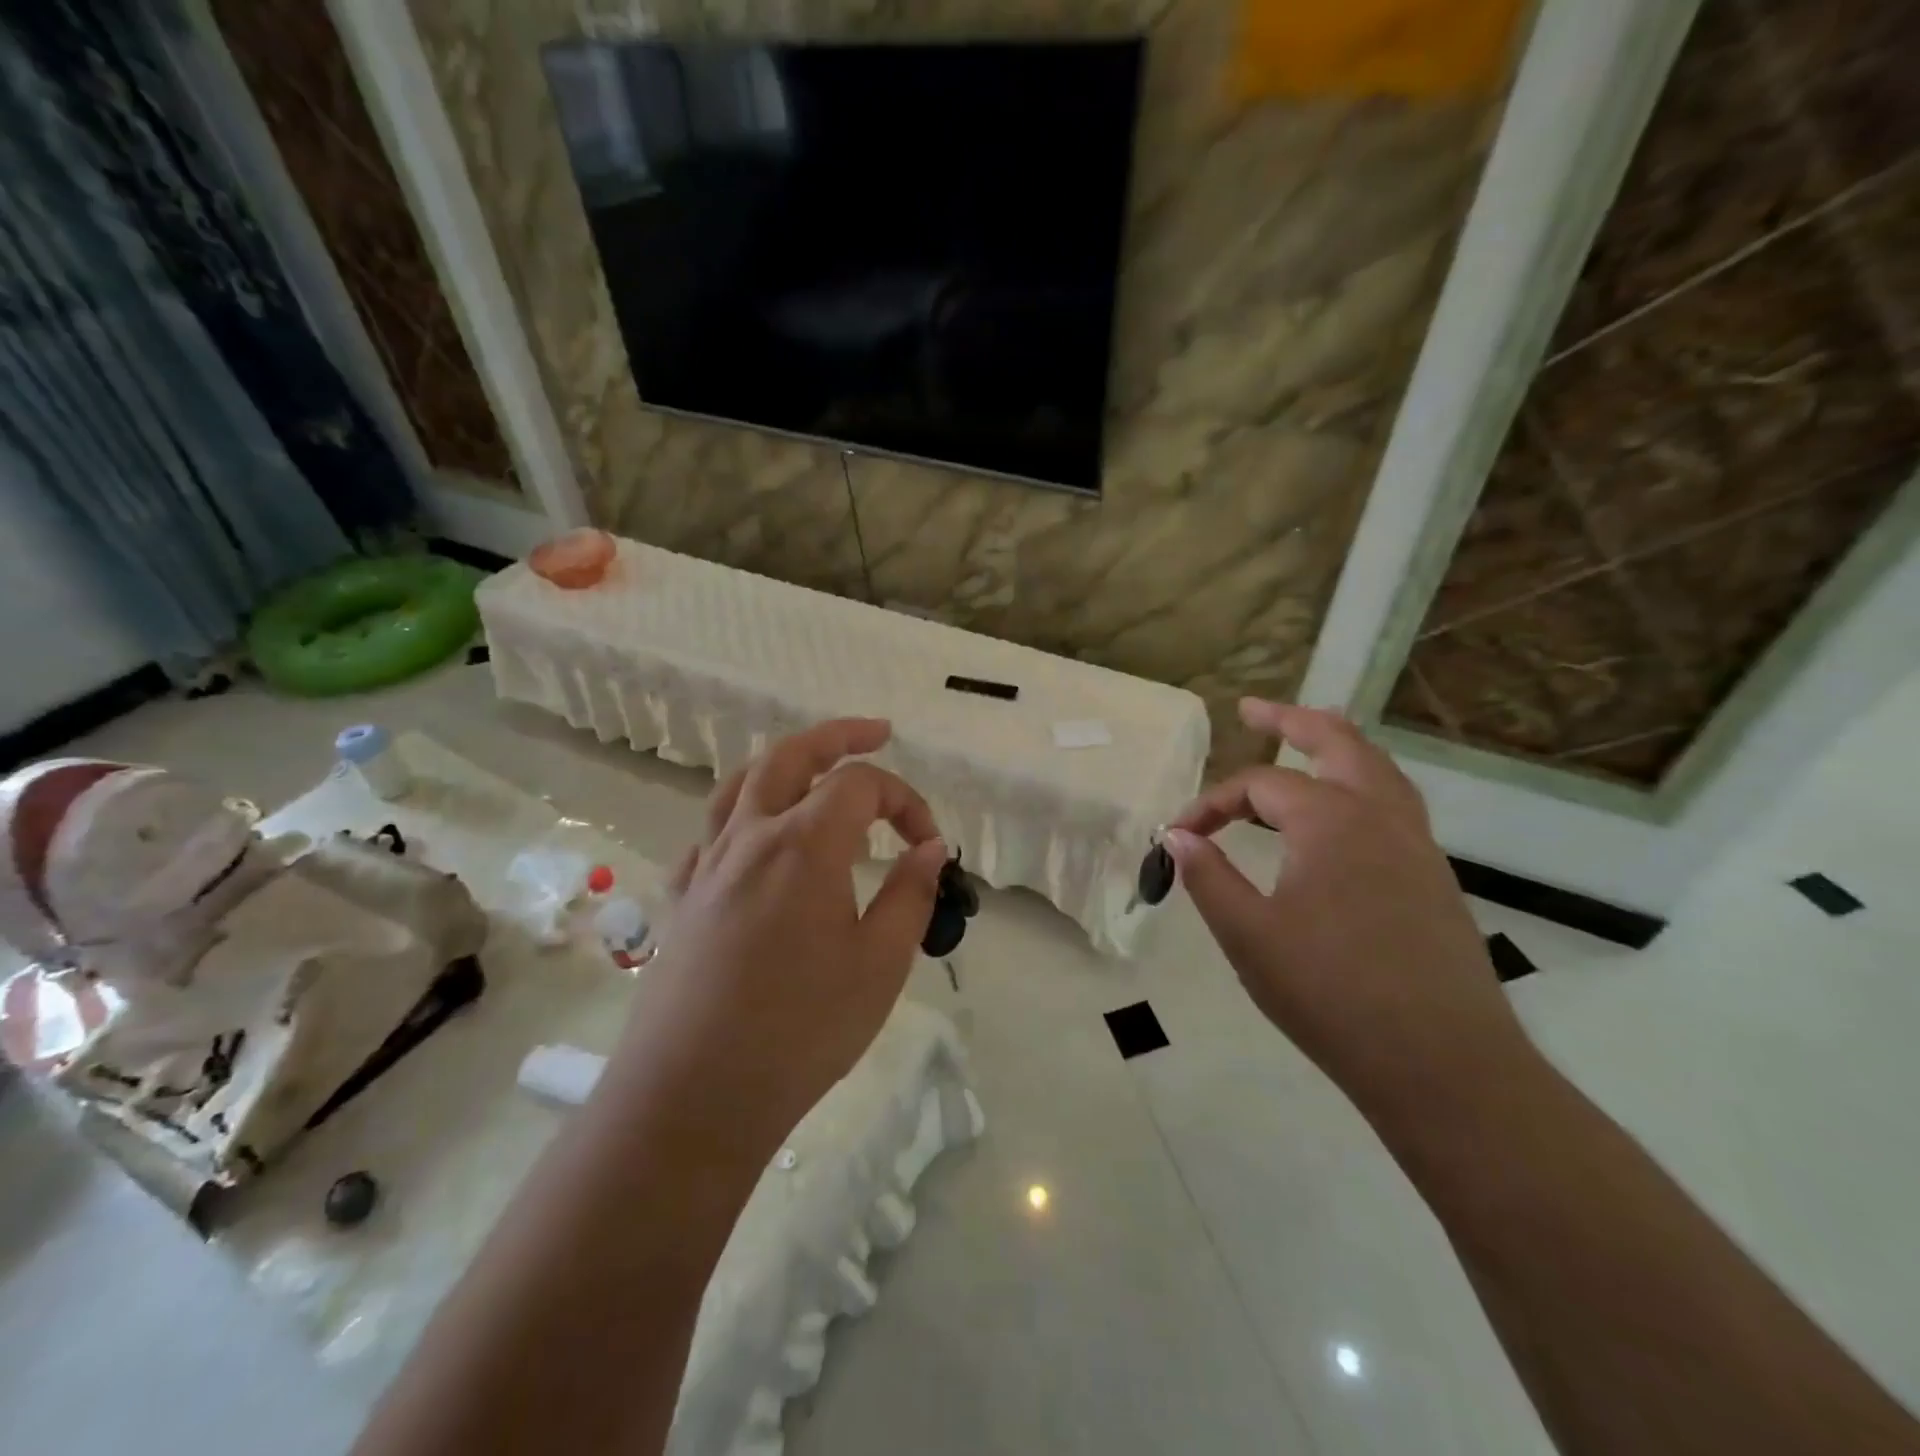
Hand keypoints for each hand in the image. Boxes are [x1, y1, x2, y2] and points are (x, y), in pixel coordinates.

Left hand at [606, 719, 946, 1162]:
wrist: (691, 1096)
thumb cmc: (800, 1030)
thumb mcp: (879, 965)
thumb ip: (909, 894)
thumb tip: (928, 848)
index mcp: (803, 843)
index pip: (861, 785)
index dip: (905, 800)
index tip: (929, 844)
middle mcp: (751, 836)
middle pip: (791, 756)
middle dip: (839, 735)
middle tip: (876, 732)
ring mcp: (708, 864)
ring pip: (742, 783)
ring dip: (784, 761)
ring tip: (814, 766)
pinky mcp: (683, 897)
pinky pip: (711, 831)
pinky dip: (743, 813)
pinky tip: (756, 838)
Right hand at [1164, 700, 1528, 1121]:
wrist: (1445, 1066)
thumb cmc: (1332, 996)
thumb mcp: (1249, 936)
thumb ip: (1208, 877)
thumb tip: (1177, 834)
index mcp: (1331, 820)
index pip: (1257, 786)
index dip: (1210, 804)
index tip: (1178, 835)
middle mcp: (1380, 815)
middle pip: (1337, 741)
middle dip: (1290, 721)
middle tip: (1251, 711)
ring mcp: (1417, 844)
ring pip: (1376, 769)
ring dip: (1334, 746)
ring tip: (1303, 741)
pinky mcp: (1434, 877)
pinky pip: (1394, 804)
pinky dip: (1360, 784)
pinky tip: (1340, 815)